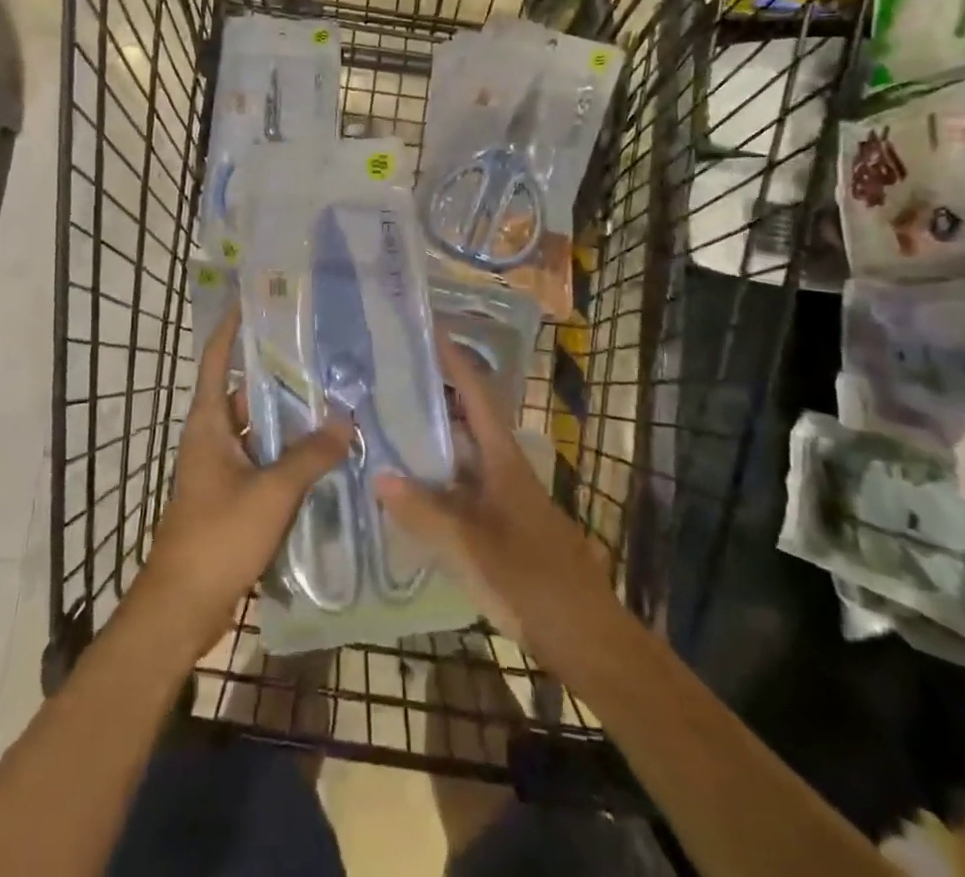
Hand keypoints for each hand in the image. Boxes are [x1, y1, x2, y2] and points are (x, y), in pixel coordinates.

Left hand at [134, 306, 351, 657]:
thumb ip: (309, 455)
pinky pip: (263, 460)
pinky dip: (288, 452)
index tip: (254, 301)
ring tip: (332, 397)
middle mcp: (212, 438)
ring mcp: (221, 469)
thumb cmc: (218, 536)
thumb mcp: (270, 492)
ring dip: (288, 418)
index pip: (218, 362)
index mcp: (208, 424)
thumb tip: (345, 420)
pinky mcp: (232, 496)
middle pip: (245, 394)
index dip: (232, 329)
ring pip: (258, 430)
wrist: (182, 607)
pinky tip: (322, 452)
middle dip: (278, 374)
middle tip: (320, 353)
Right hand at [374, 331, 615, 661]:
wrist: (585, 635)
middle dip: (433, 394)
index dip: (454, 360)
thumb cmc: (530, 580)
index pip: (476, 393)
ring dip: (432, 436)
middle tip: (388, 378)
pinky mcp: (501, 524)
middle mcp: (504, 467)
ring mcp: (503, 496)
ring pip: (462, 454)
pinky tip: (408, 488)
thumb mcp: (470, 547)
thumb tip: (379, 475)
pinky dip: (436, 477)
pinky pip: (461, 485)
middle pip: (467, 418)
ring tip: (386, 424)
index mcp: (502, 458)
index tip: (427, 329)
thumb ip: (424, 512)